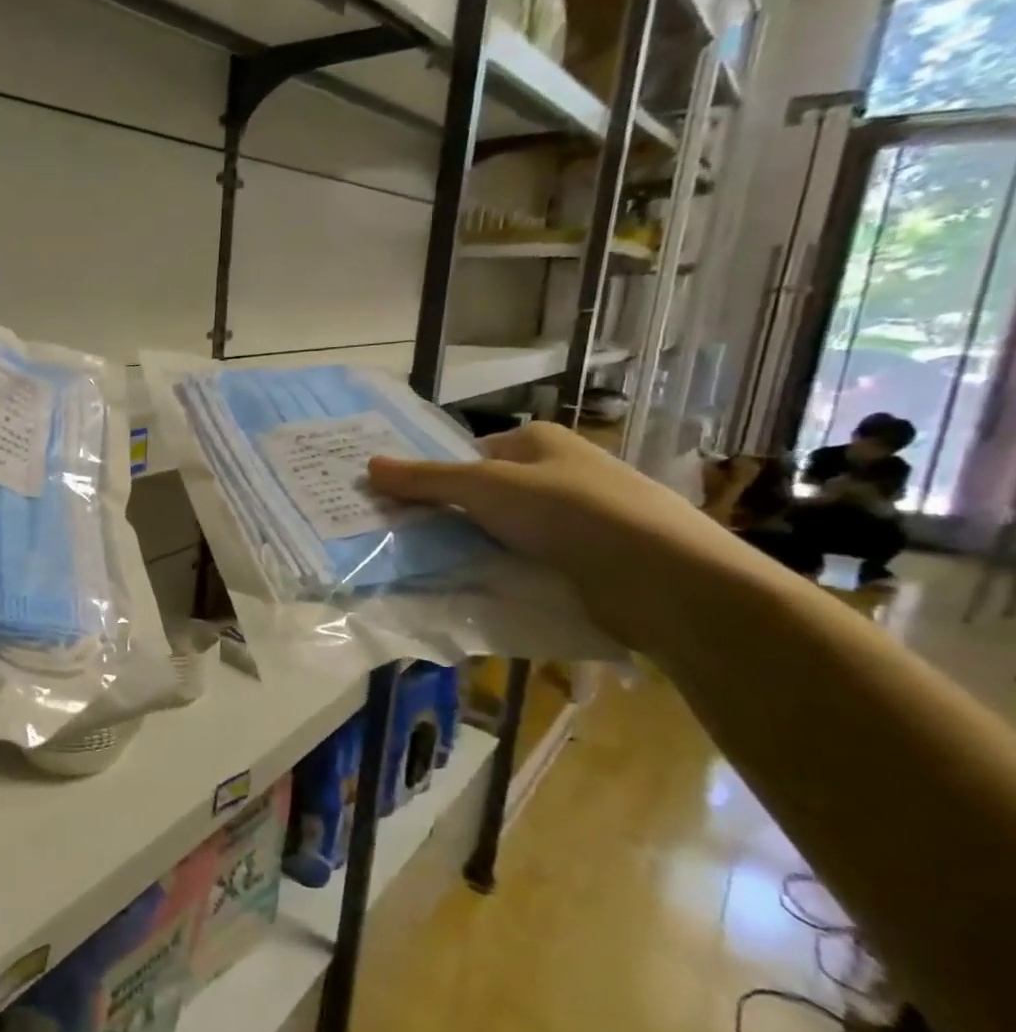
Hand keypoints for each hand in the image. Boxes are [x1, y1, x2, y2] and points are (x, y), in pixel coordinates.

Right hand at [364, 421, 755, 645]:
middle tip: (399, 539)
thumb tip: (369, 465)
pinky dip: (499, 573)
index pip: (468, 455)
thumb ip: (427, 479)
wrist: (662, 576)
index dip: (431, 476)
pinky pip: (524, 562)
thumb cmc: (570, 511)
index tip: (393, 504)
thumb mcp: (485, 486)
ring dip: (470, 549)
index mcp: (537, 442)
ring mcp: (572, 519)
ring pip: (501, 532)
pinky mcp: (582, 561)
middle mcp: (556, 474)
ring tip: (424, 568)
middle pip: (482, 495)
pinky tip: (470, 589)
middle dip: (445, 516)